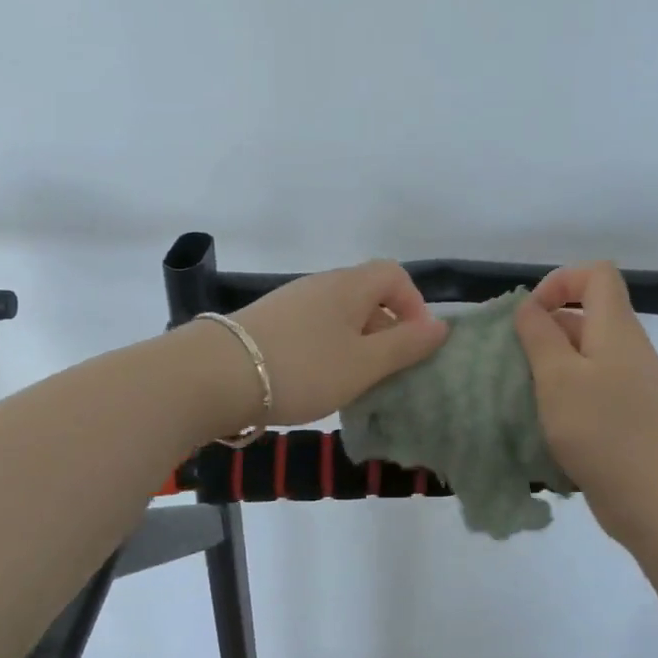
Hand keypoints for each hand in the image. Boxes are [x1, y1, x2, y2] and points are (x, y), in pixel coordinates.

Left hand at [217, 260, 448, 428]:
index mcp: (350, 286)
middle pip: (367, 295)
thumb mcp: (363, 364)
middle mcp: (321, 285)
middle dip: (386, 330)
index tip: (415, 344)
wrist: (215, 375)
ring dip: (356, 344)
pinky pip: (313, 329)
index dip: (414, 304)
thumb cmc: (302, 367)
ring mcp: (290, 302)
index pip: (394, 275)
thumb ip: (405, 345)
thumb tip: (442, 325)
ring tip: (354, 383)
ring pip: (339, 316)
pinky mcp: (268, 323)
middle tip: (388, 372)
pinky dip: (327, 350)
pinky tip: (317, 381)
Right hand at [513, 262, 657, 539]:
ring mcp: (632, 384)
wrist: (657, 499)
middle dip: (545, 330)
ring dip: (550, 367)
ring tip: (524, 394)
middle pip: (586, 315)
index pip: (596, 274)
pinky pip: (592, 388)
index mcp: (616, 328)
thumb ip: (539, 335)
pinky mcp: (628, 415)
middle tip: (515, 362)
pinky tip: (546, 423)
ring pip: (585, 355)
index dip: (559, 282)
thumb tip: (530, 307)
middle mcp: (628, 348)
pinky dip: (565, 395)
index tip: (529, 316)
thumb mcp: (557, 377)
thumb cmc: (602, 430)